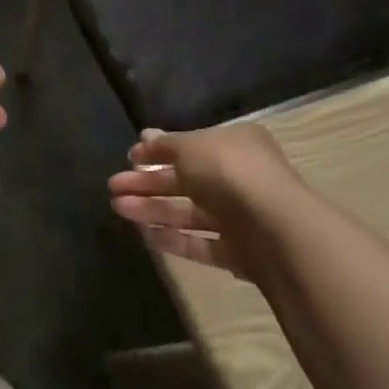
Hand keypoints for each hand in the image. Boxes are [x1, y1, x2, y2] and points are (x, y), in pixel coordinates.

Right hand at [107, 125, 297, 281]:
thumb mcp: (191, 147)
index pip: (192, 146)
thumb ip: (166, 145)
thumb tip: (145, 135)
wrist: (275, 229)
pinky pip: (201, 243)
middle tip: (113, 187)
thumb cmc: (230, 172)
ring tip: (117, 208)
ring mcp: (240, 217)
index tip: (129, 158)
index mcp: (235, 145)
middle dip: (148, 183)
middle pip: (186, 180)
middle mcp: (240, 178)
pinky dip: (174, 239)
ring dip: (153, 209)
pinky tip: (145, 234)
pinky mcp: (239, 252)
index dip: (159, 151)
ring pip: (190, 213)